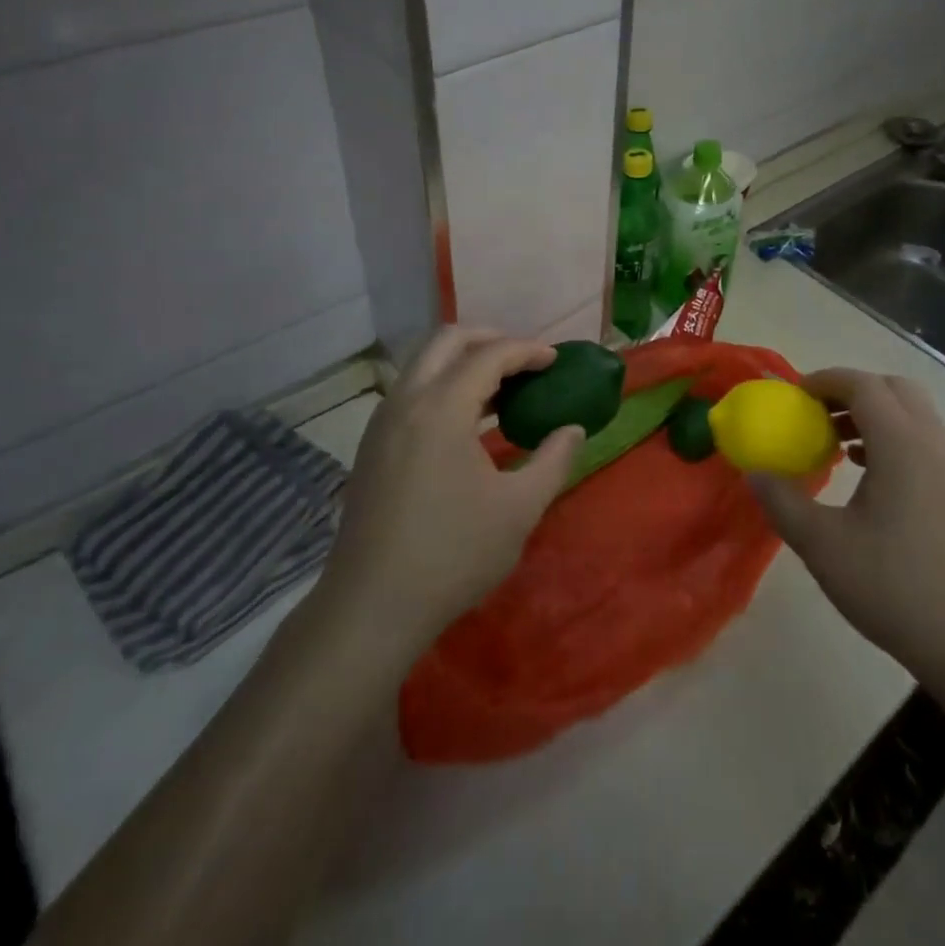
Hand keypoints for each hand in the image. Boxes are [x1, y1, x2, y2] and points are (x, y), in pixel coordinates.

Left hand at [317, 328, 582, 660]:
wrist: (371, 606)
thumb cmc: (453, 555)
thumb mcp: (519, 510)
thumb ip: (553, 460)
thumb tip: (573, 429)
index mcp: (441, 408)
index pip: (489, 354)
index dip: (527, 350)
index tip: (556, 360)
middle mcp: (406, 401)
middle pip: (447, 340)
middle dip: (491, 338)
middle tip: (525, 361)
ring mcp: (382, 422)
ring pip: (424, 363)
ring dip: (464, 362)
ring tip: (503, 389)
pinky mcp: (372, 445)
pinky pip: (411, 391)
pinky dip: (443, 385)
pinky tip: (467, 422)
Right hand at [749, 369, 944, 708]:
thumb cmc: (897, 590)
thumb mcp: (824, 548)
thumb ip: (782, 502)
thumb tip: (755, 472)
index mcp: (905, 445)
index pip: (863, 385)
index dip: (825, 381)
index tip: (794, 394)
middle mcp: (938, 443)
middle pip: (894, 389)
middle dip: (852, 391)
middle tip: (816, 415)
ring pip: (915, 416)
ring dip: (876, 416)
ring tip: (838, 447)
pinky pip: (929, 443)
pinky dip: (897, 440)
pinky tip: (873, 480)